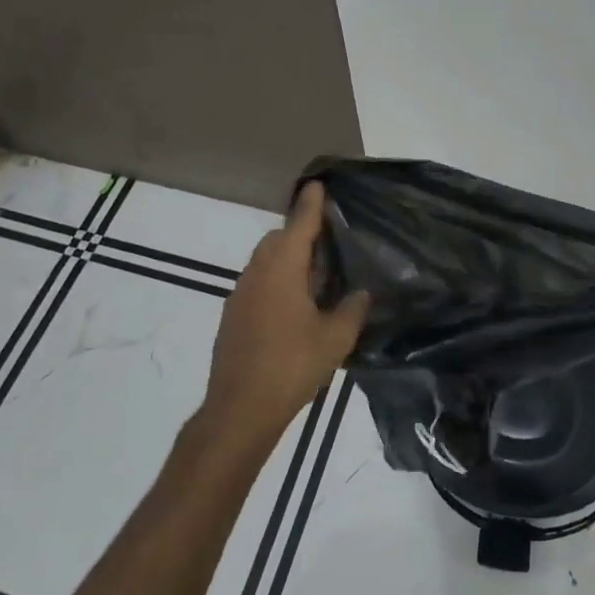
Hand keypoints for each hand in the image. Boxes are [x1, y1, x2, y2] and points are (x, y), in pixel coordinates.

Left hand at [201, 182, 369, 446]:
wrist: (239, 409)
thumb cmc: (291, 367)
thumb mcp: (335, 340)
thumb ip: (352, 310)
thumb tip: (361, 294)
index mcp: (282, 270)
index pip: (299, 225)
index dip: (311, 204)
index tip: (317, 184)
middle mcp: (257, 273)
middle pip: (277, 240)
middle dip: (299, 234)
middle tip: (328, 246)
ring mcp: (240, 294)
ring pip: (265, 262)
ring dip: (287, 260)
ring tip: (316, 280)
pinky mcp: (233, 316)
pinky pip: (258, 284)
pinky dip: (276, 282)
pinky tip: (294, 309)